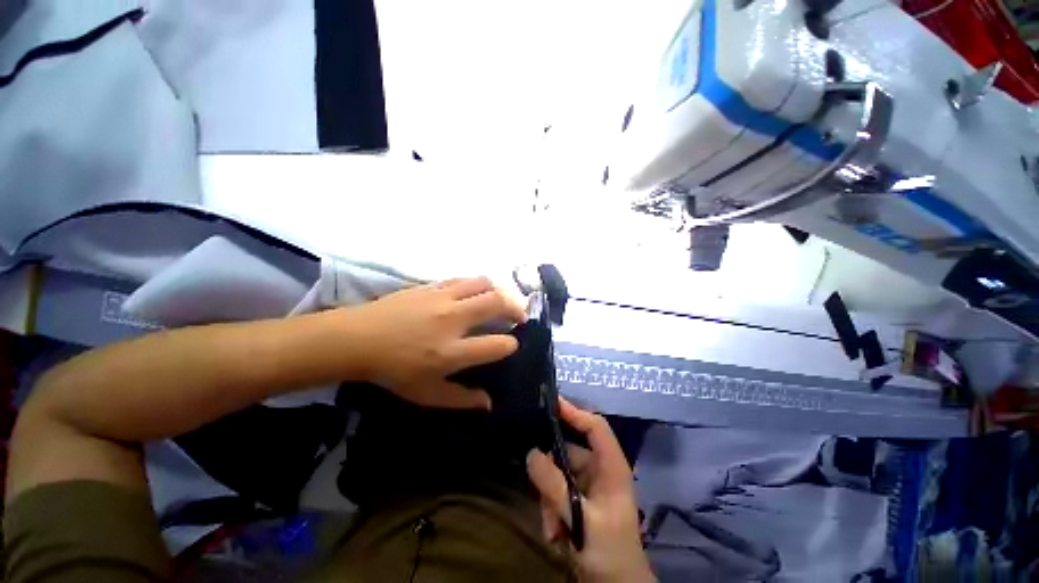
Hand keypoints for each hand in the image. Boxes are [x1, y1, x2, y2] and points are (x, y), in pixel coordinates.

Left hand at [345, 277, 525, 409]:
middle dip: (516, 308)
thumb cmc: (392, 371)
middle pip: (497, 303)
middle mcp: (453, 320)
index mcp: (452, 352)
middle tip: (519, 316)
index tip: (511, 346)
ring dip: (499, 291)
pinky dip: (477, 285)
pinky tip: (476, 293)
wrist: (357, 339)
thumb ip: (461, 400)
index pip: (497, 345)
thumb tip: (489, 403)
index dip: (511, 345)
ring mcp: (442, 298)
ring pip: (483, 284)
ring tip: (501, 301)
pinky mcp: (432, 286)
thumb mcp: (426, 395)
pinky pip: (463, 279)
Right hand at [527, 399, 654, 582]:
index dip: (575, 412)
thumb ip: (554, 486)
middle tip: (541, 495)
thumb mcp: (581, 520)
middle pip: (568, 451)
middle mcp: (599, 470)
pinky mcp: (578, 500)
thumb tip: (531, 453)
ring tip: (552, 527)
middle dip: (551, 474)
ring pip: (558, 473)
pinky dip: (551, 509)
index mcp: (611, 466)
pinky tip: (555, 533)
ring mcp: (588, 486)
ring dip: (549, 498)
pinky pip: (556, 491)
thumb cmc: (610, 553)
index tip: (550, 403)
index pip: (595, 426)